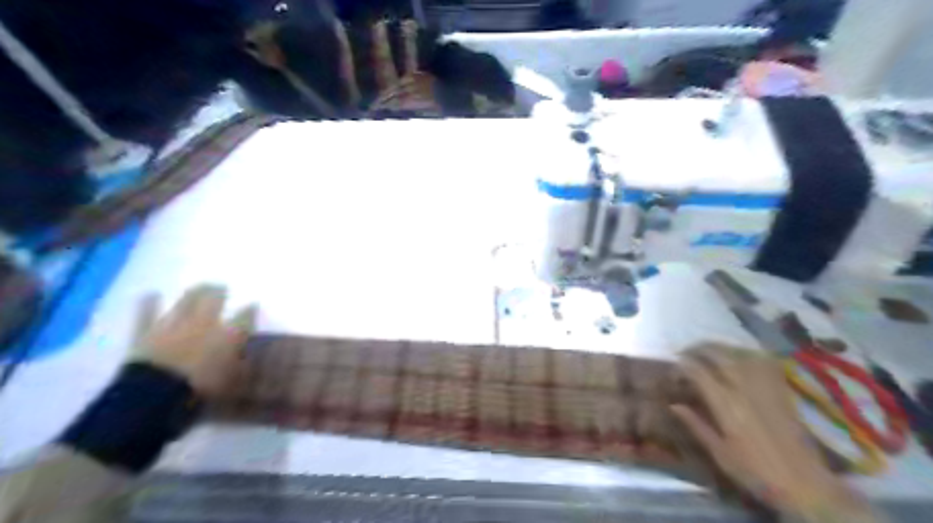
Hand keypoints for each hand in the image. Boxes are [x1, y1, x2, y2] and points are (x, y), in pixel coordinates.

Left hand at [128, 286, 255, 396]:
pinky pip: (146, 314)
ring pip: (186, 300)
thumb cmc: (201, 392)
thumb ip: (240, 366)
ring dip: (193, 292)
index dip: (250, 311)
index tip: (252, 306)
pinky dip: (149, 304)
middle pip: (214, 299)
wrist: (154, 398)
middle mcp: (204, 323)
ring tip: (199, 287)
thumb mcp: (231, 383)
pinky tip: (151, 294)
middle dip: (219, 292)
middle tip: (222, 289)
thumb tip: (247, 357)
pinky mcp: (146, 333)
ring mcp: (174, 325)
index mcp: (228, 335)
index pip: (245, 316)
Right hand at [671, 346, 882, 519]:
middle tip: (685, 353)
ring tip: (708, 351)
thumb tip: (674, 404)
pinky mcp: (782, 390)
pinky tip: (740, 356)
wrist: (806, 485)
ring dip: (720, 347)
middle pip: (718, 355)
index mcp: (727, 405)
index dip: (682, 366)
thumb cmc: (756, 473)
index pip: (698, 372)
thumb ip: (696, 425)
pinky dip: (748, 353)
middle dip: (698, 349)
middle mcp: (745, 388)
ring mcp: (766, 387)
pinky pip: (764, 361)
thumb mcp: (720, 454)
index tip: (673, 372)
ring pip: (740, 353)